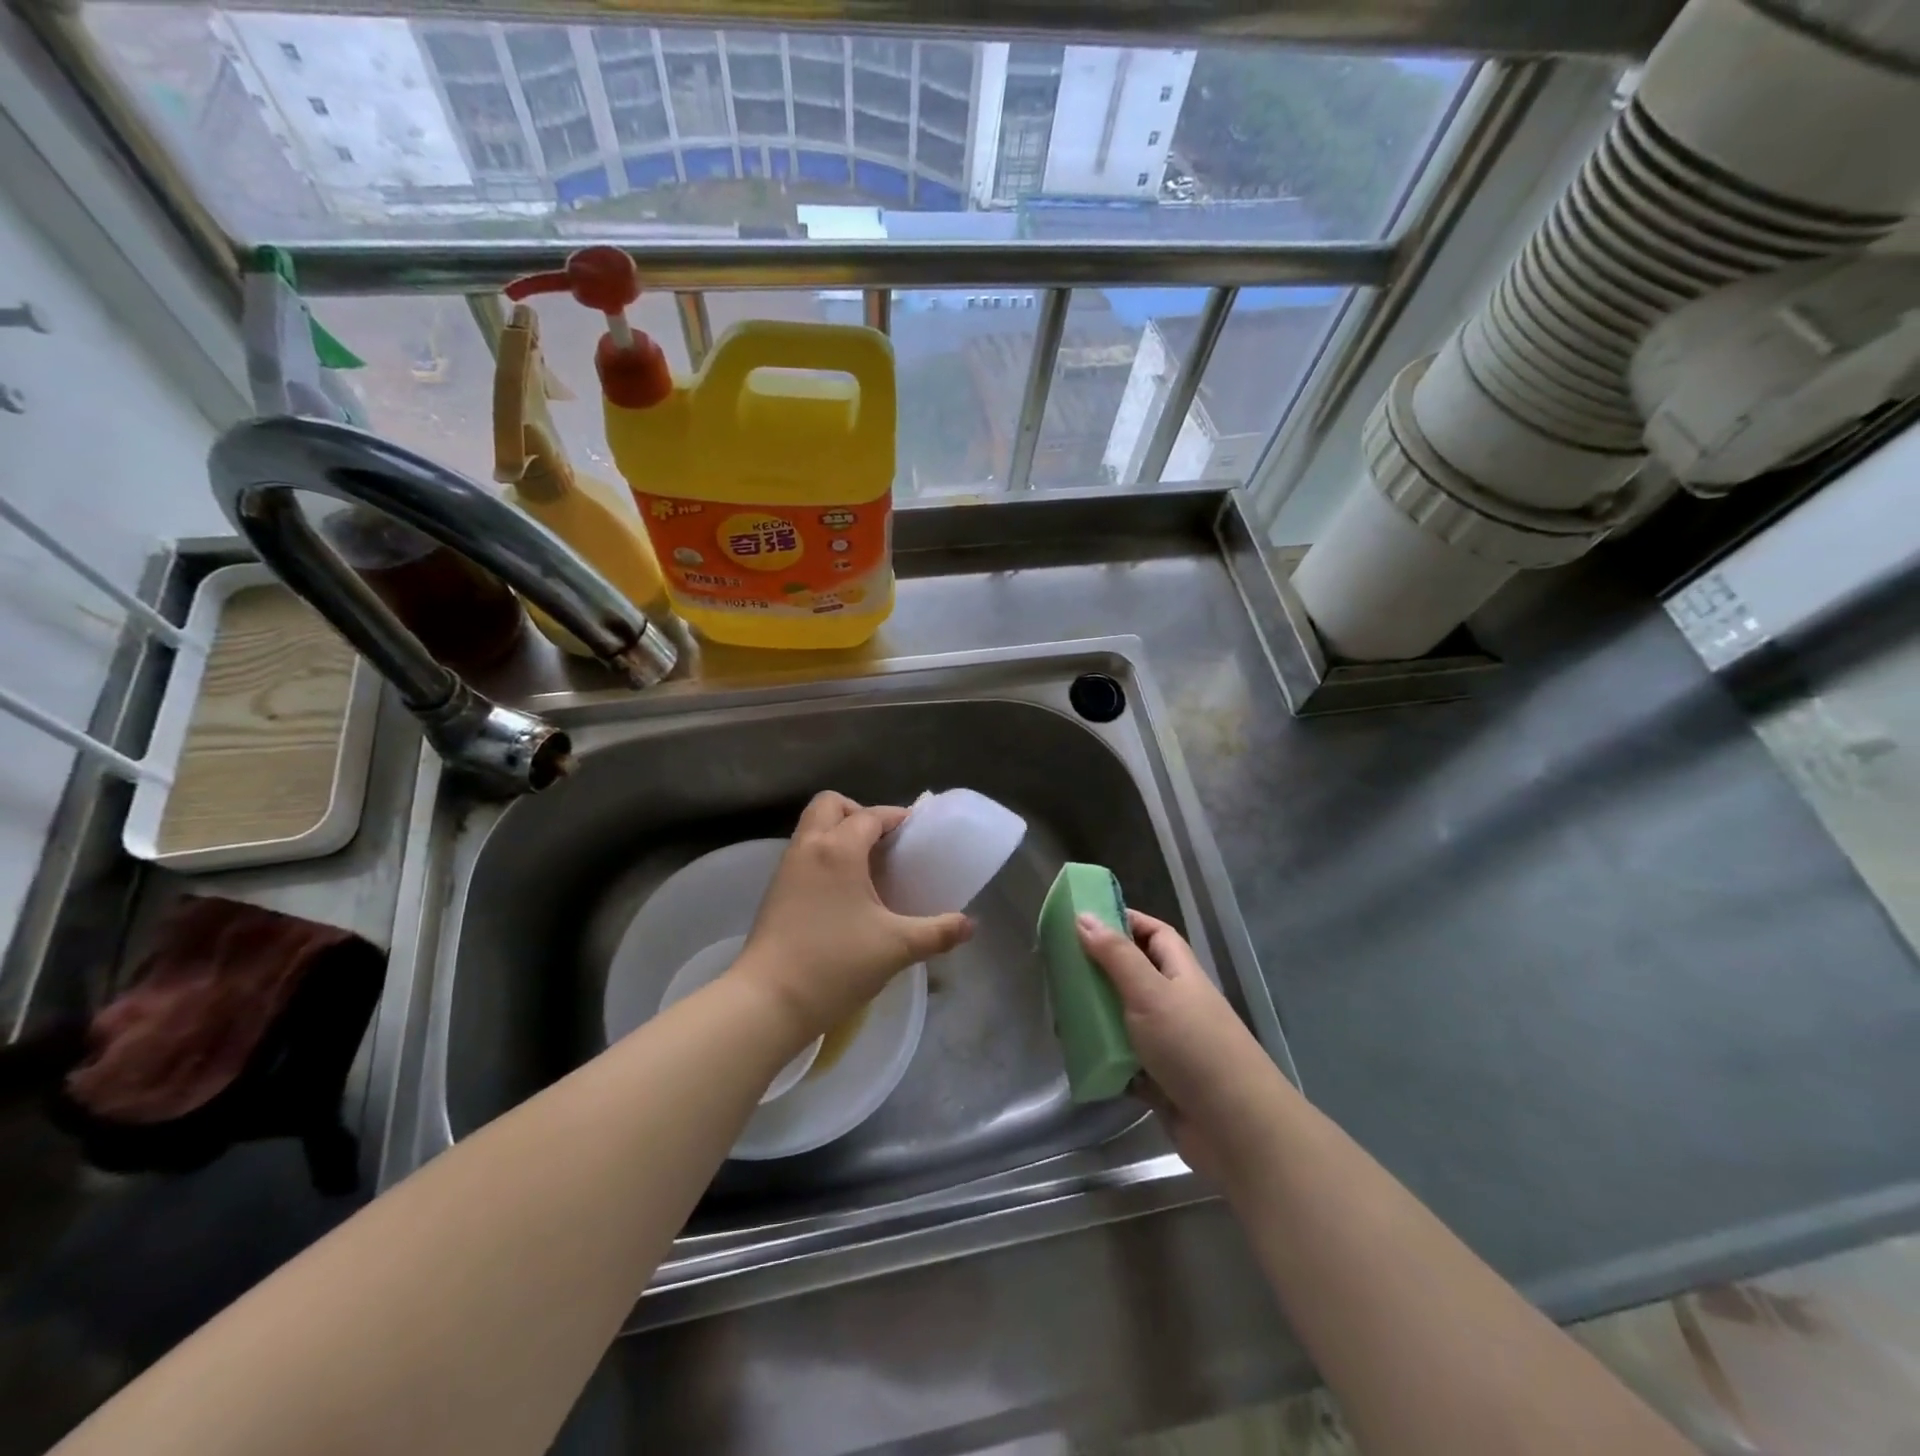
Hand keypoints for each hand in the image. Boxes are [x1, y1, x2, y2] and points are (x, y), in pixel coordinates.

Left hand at [732, 792, 972, 1042]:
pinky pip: (803, 853)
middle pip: (830, 804)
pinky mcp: (774, 891)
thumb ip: (938, 932)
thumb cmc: (836, 964)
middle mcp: (809, 848)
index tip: (916, 832)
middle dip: (858, 813)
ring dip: (838, 833)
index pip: (871, 816)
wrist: (768, 1001)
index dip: (896, 817)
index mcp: (839, 849)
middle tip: (882, 843)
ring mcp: (786, 868)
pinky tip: (843, 892)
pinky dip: (823, 855)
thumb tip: (970, 925)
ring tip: (866, 867)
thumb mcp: (897, 947)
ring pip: (811, 828)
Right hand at [1076, 910, 1290, 1182]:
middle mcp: (1175, 1003)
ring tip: (1059, 1013)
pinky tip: (1077, 1056)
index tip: (1084, 919)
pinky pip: (1124, 1061)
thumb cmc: (1194, 1047)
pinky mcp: (1160, 1082)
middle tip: (1059, 969)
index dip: (1124, 921)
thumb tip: (1084, 916)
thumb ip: (1116, 956)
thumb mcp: (1151, 993)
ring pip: (1125, 1019)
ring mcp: (1169, 1044)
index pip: (1154, 933)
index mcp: (1180, 973)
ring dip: (1098, 1017)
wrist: (1237, 1130)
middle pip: (1134, 975)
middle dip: (1099, 971)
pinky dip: (1104, 1059)